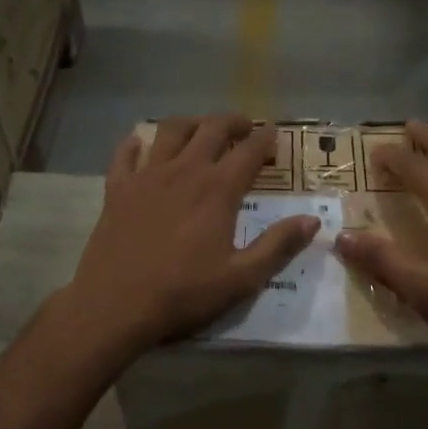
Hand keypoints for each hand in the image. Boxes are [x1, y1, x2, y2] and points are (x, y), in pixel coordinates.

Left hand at [61, 116, 318, 352]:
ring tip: (200, 128)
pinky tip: (140, 144)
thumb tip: (312, 220)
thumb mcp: (241, 278)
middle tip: (244, 127)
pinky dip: (136, 143)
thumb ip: (278, 246)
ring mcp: (147, 176)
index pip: (248, 152)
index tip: (274, 133)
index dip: (265, 139)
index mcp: (217, 190)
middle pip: (211, 129)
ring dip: (191, 123)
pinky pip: (126, 154)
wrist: (115, 305)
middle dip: (232, 122)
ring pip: (170, 130)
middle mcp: (184, 171)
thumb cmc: (183, 294)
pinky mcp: (117, 188)